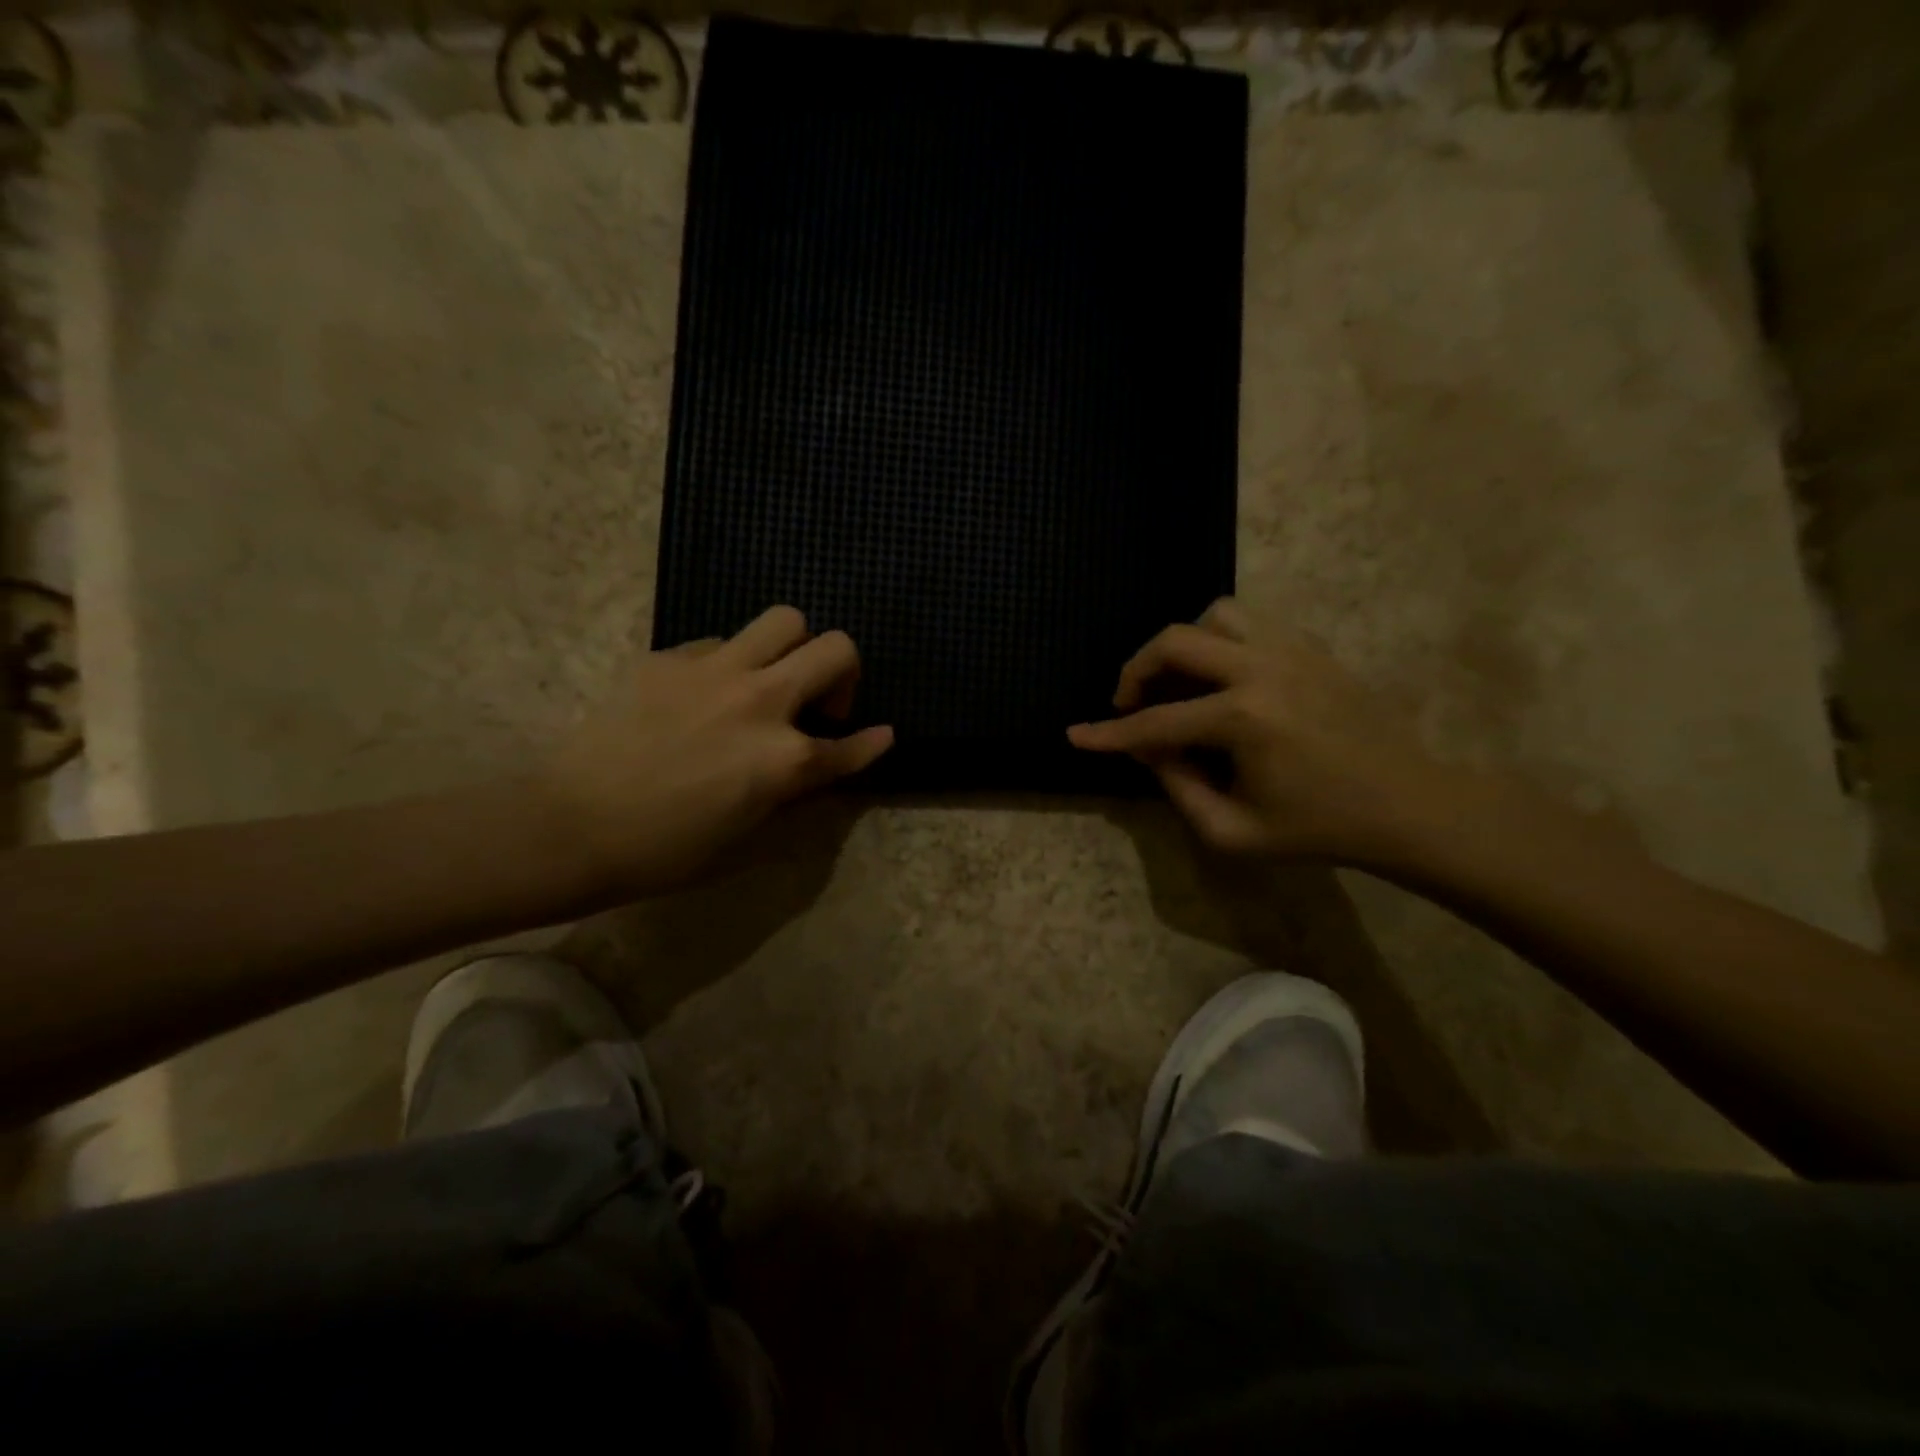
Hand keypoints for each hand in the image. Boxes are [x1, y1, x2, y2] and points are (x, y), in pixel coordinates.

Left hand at [539, 606, 891, 898]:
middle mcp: (761, 701)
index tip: (880, 734)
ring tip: (770, 679)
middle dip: (844, 673)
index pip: (852, 744)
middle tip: (817, 703)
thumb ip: (796, 793)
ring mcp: (715, 671)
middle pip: (836, 648)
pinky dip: (730, 663)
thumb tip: (825, 765)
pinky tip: (704, 695)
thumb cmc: (667, 849)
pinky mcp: (669, 659)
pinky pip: (722, 642)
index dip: (871, 742)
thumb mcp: (748, 836)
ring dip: (792, 648)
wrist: (573, 826)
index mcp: (785, 758)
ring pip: (784, 620)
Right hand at [1068, 599, 1448, 864]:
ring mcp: (1292, 650)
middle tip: (1130, 703)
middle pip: (1175, 641)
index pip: (1155, 723)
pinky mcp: (1312, 648)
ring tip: (1182, 684)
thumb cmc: (1318, 828)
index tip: (1075, 735)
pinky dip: (1222, 643)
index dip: (1109, 734)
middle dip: (1137, 671)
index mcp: (1243, 719)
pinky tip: (1224, 681)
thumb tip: (1150, 750)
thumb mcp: (1233, 832)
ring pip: (1215, 616)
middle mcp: (1262, 669)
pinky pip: (1251, 624)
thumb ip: (1178, 789)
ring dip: (1184, 646)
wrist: (1406, 806)